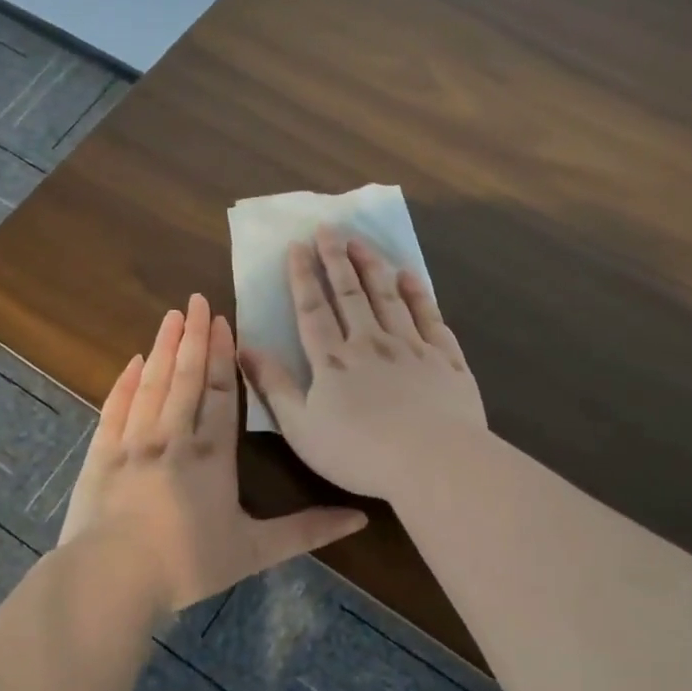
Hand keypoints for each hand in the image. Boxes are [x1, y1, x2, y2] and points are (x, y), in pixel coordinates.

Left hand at [58, 293, 368, 613]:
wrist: (111, 580)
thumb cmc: (187, 564)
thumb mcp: (254, 551)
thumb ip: (306, 531)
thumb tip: (360, 518)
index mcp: (212, 456)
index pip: (220, 394)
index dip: (222, 356)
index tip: (222, 322)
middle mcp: (173, 438)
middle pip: (185, 377)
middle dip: (192, 337)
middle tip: (195, 300)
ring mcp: (133, 443)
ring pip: (152, 385)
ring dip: (163, 349)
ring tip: (170, 317)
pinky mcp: (101, 456)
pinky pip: (115, 409)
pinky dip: (125, 384)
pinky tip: (133, 363)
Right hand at [239, 228, 486, 500]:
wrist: (434, 462)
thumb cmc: (360, 453)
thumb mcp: (302, 428)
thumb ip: (274, 387)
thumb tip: (245, 348)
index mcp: (333, 360)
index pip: (313, 309)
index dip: (302, 276)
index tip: (297, 245)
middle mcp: (371, 343)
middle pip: (350, 293)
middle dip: (336, 258)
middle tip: (328, 228)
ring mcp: (412, 347)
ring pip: (389, 297)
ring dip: (373, 267)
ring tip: (361, 242)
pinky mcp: (446, 358)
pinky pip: (429, 317)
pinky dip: (419, 293)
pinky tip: (410, 276)